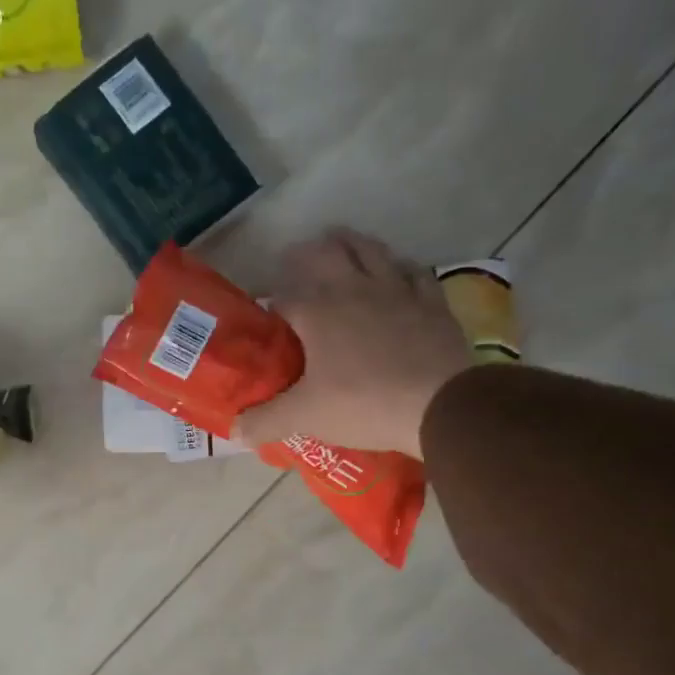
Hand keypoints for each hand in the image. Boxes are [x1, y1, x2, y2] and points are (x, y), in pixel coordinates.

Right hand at [232, 229, 472, 458]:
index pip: (283, 297)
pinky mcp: (431, 301)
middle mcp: (353, 289)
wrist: (441, 406)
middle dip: (308, 253)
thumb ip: (264, 421)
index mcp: (317, 311)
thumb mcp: (304, 417)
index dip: (270, 305)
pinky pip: (412, 271)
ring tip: (340, 244)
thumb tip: (234, 431)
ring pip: (370, 250)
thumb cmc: (363, 404)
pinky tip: (396, 272)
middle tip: (297, 258)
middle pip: (327, 253)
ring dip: (351, 245)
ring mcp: (397, 290)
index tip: (266, 319)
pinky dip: (398, 267)